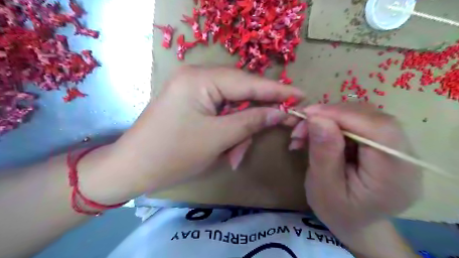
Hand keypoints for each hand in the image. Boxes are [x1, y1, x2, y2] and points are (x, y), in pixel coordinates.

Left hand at [111, 66, 303, 193]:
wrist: (132, 168)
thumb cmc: (173, 154)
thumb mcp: (218, 138)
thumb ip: (251, 121)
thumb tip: (280, 112)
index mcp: (200, 78)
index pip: (248, 82)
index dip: (277, 90)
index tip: (302, 95)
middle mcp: (197, 77)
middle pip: (240, 93)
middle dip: (254, 117)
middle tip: (273, 130)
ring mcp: (193, 89)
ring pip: (231, 107)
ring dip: (238, 132)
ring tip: (234, 156)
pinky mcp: (191, 102)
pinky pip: (219, 112)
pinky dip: (227, 131)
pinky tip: (227, 150)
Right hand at [292, 103, 420, 237]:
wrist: (354, 221)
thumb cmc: (337, 211)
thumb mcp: (323, 187)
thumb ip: (323, 153)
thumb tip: (317, 118)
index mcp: (395, 175)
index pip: (378, 129)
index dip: (342, 114)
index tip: (308, 114)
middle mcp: (405, 156)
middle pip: (371, 117)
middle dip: (330, 115)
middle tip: (300, 126)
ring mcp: (397, 147)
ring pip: (362, 115)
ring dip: (329, 118)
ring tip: (304, 133)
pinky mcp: (384, 142)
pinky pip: (358, 121)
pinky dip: (333, 122)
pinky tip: (317, 134)